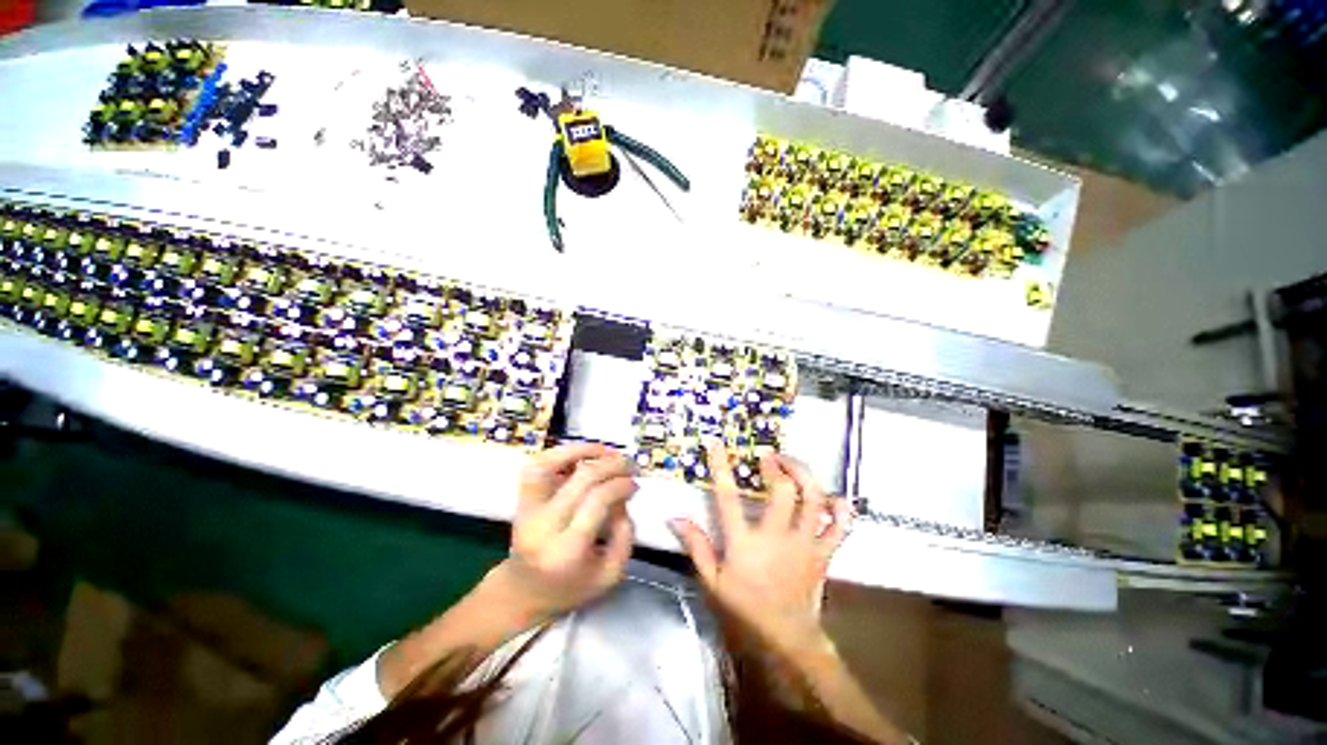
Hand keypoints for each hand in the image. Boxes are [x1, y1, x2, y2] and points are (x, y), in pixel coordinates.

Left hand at [493, 442, 637, 623]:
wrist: (523, 592)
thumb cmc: (571, 588)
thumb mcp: (610, 574)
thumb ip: (625, 534)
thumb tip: (623, 495)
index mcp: (567, 550)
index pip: (597, 500)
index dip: (620, 485)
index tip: (635, 484)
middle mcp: (544, 525)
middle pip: (581, 479)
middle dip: (612, 464)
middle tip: (629, 465)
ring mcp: (528, 509)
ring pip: (550, 465)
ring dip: (582, 450)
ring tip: (606, 451)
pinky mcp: (522, 499)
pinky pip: (537, 465)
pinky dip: (560, 453)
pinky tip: (582, 454)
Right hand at [671, 444, 851, 651]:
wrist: (787, 639)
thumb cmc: (746, 608)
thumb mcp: (713, 580)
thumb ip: (696, 546)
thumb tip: (676, 517)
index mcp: (745, 543)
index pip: (728, 497)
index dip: (721, 467)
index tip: (717, 444)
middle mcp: (777, 537)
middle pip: (783, 490)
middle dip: (777, 466)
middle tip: (769, 456)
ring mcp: (805, 544)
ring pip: (814, 500)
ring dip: (805, 475)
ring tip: (793, 464)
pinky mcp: (824, 553)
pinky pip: (841, 526)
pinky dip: (841, 508)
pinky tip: (832, 496)